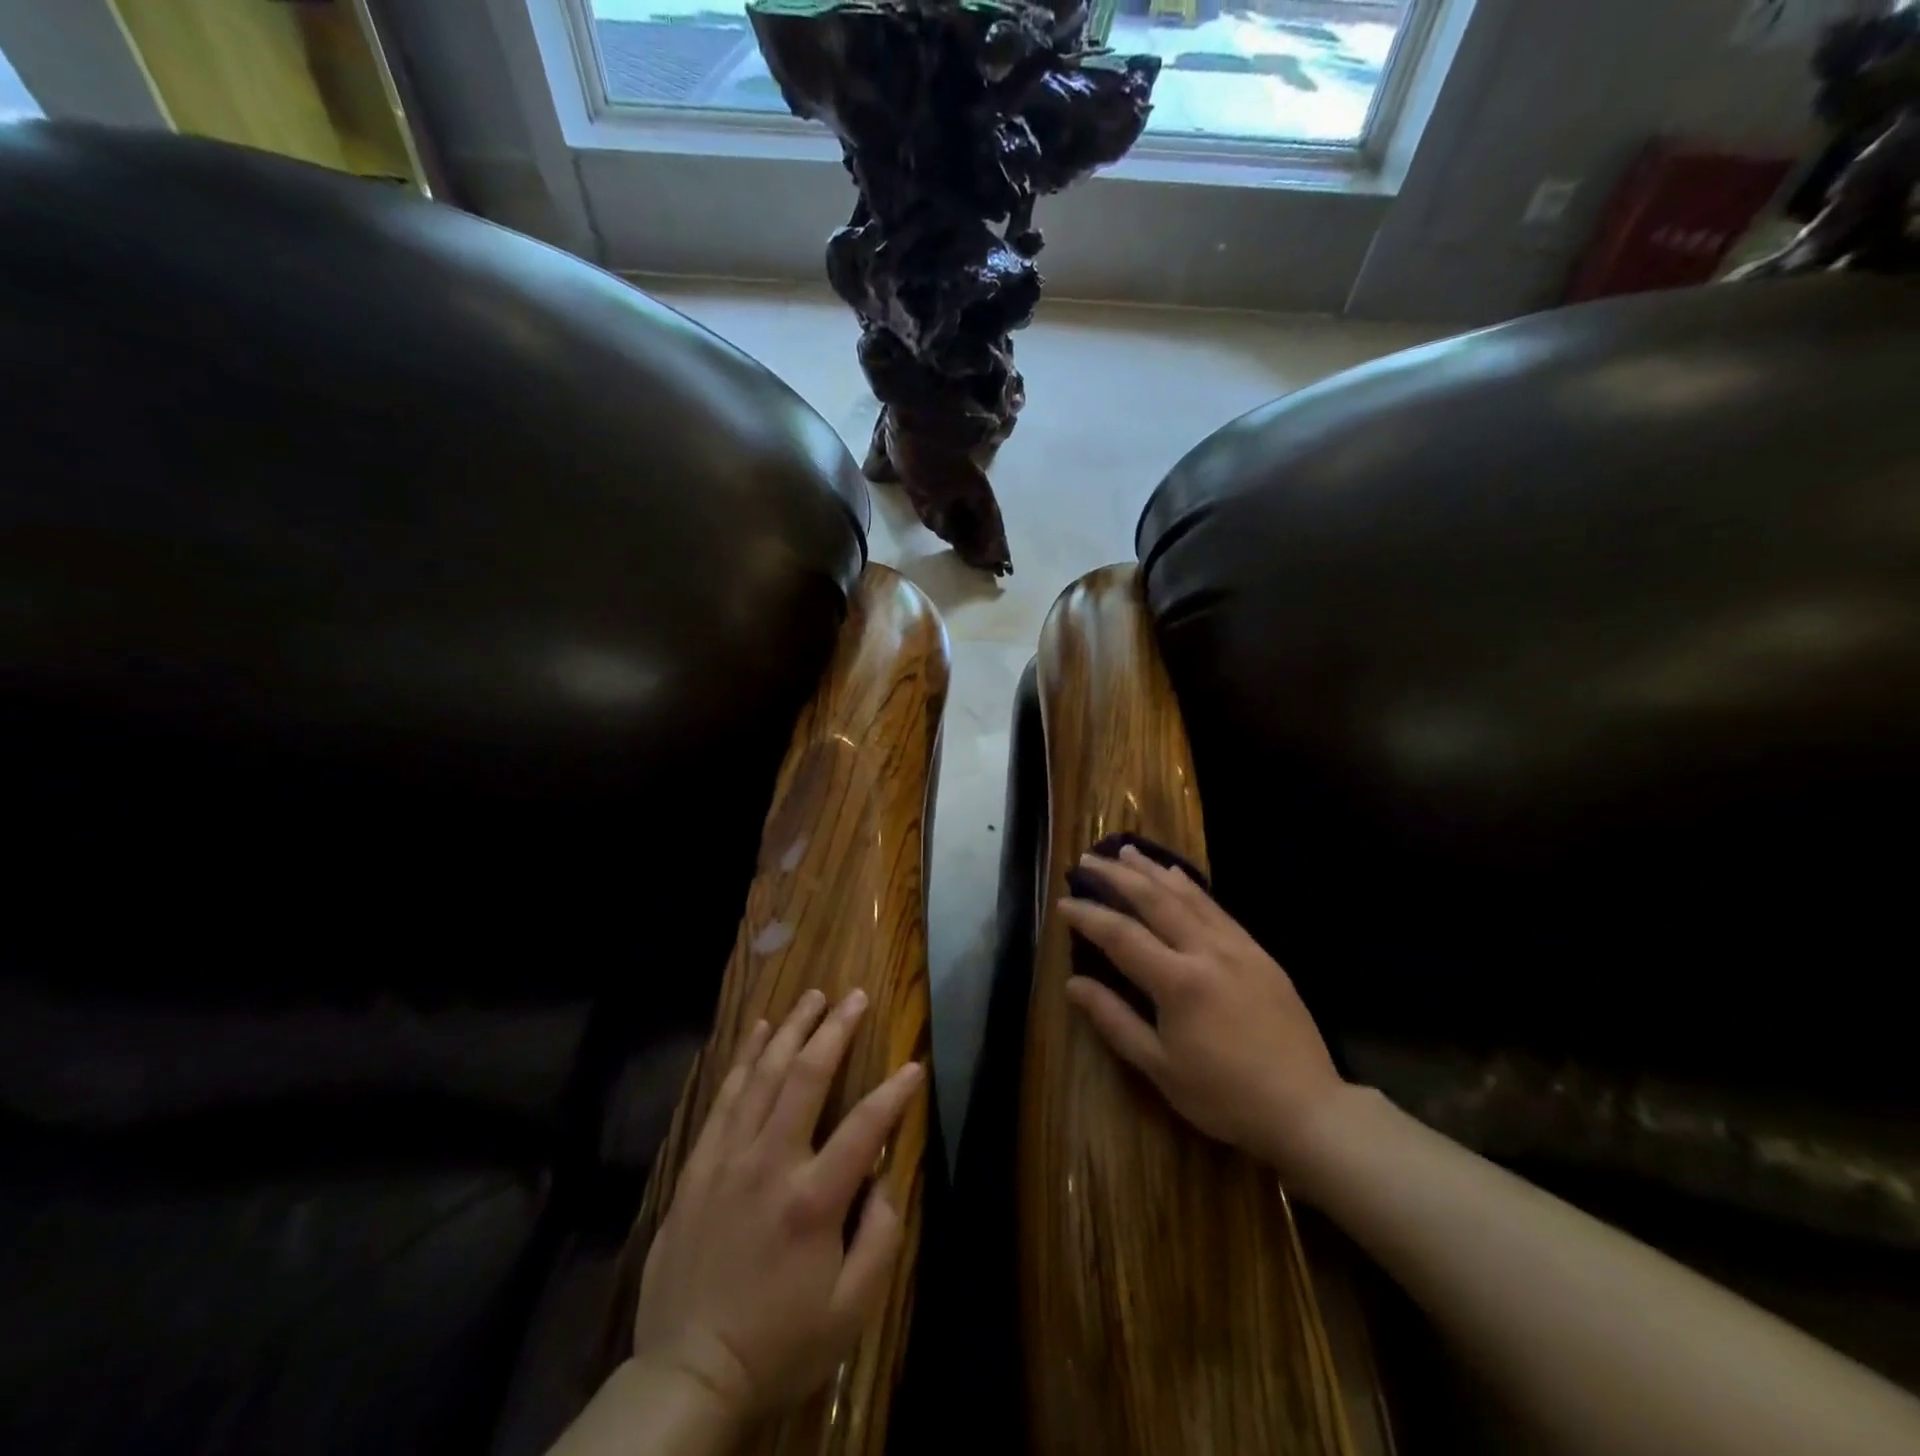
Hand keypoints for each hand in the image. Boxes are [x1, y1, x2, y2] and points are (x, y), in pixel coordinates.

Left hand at [631, 988, 924, 1429]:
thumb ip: (880, 1238)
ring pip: (762, 1075)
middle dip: (835, 1029)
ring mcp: (728, 1159)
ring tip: (813, 997)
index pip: (865, 1126)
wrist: (687, 1373)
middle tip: (856, 996)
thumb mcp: (849, 1311)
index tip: (914, 1065)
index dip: (895, 1092)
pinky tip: (759, 1031)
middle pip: (807, 1077)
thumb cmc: (778, 1344)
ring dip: (791, 1030)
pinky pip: (725, 1097)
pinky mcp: (699, 1165)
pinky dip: (744, 1058)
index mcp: (813, 1200)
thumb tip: (884, 1178)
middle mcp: (770, 1163)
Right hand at [1058, 845, 1347, 1173]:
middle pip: (1154, 900)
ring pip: (1187, 895)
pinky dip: (1191, 886)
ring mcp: (1237, 947)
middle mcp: (1206, 951)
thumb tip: (1073, 985)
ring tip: (1126, 851)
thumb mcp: (1161, 1068)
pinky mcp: (1259, 952)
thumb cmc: (1225, 1096)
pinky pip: (1217, 907)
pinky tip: (1177, 874)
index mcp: (1177, 982)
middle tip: (1088, 861)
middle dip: (1117, 877)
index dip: (1088, 916)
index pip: (1121, 936)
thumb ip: (1114, 1020)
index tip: (1063, 902)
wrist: (1306, 1108)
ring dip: (1152, 870)